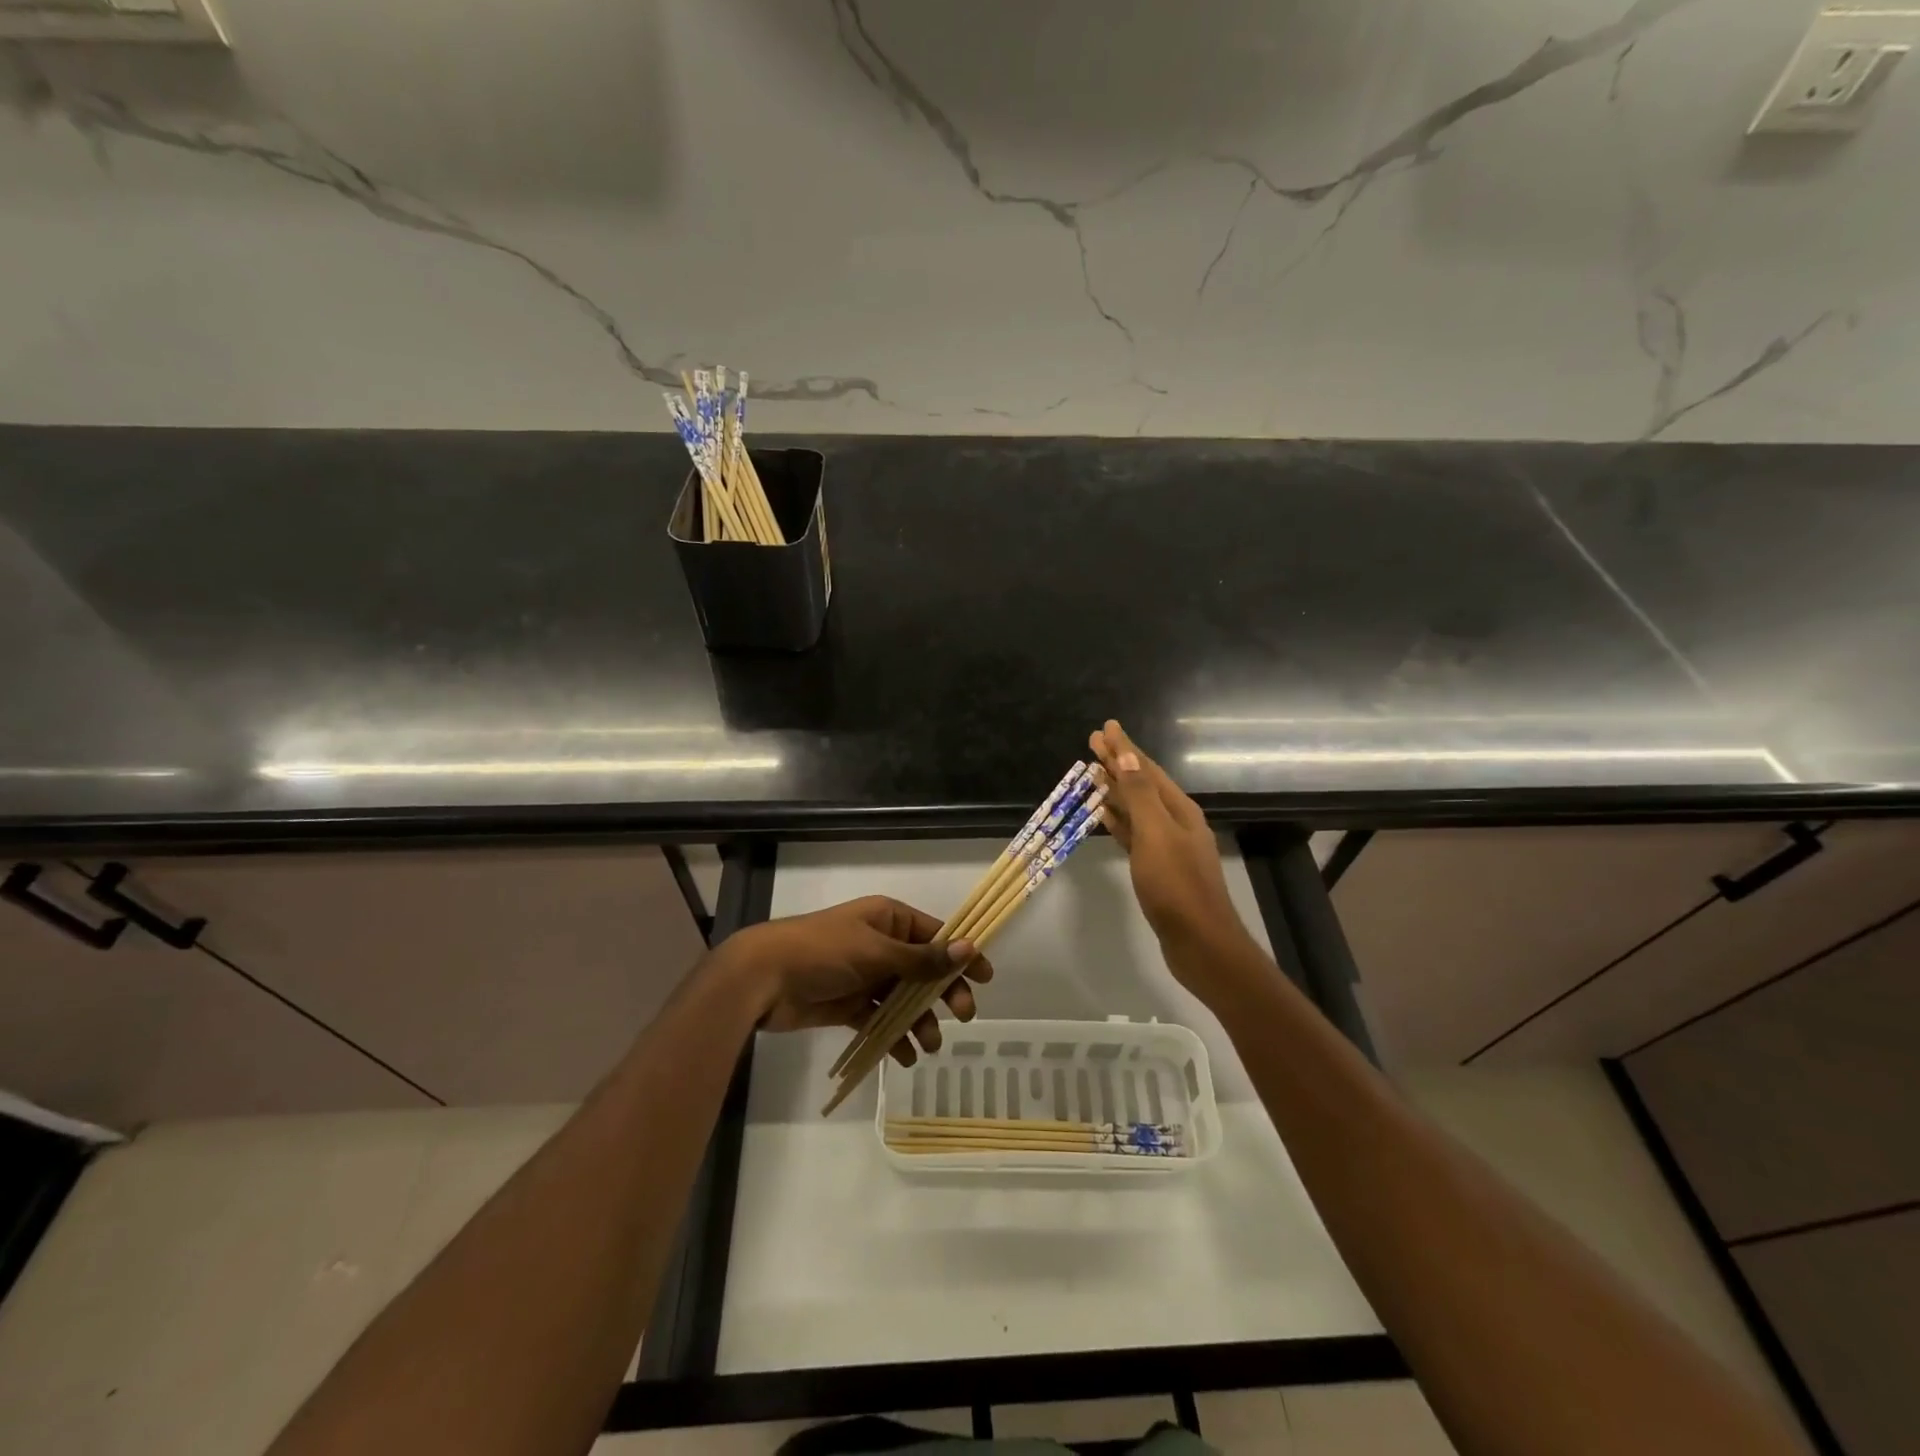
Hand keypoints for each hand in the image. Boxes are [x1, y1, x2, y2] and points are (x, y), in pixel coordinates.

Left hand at [718, 896, 992, 1064]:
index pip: (936, 935)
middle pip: (924, 969)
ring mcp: (865, 976)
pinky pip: (880, 1020)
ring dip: (920, 1021)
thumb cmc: (823, 953)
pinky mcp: (849, 1005)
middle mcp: (880, 945)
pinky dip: (894, 1037)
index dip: (961, 955)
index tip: (985, 979)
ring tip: (928, 1046)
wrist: (763, 979)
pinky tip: (904, 1057)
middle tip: (964, 1017)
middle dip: (944, 993)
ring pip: (904, 999)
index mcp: (888, 920)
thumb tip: (968, 949)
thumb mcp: (876, 952)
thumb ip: (922, 958)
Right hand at [1090, 720, 1253, 990]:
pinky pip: (1133, 834)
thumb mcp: (1156, 834)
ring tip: (1093, 774)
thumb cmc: (1177, 886)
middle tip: (1092, 743)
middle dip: (1118, 764)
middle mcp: (1175, 822)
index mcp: (1178, 809)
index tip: (1105, 727)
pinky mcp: (1157, 869)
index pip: (1146, 769)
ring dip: (1116, 790)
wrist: (1200, 942)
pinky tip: (1104, 815)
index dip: (1124, 748)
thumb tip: (1126, 756)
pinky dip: (1118, 821)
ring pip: (1136, 809)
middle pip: (1141, 785)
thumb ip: (1140, 795)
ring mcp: (1167, 846)